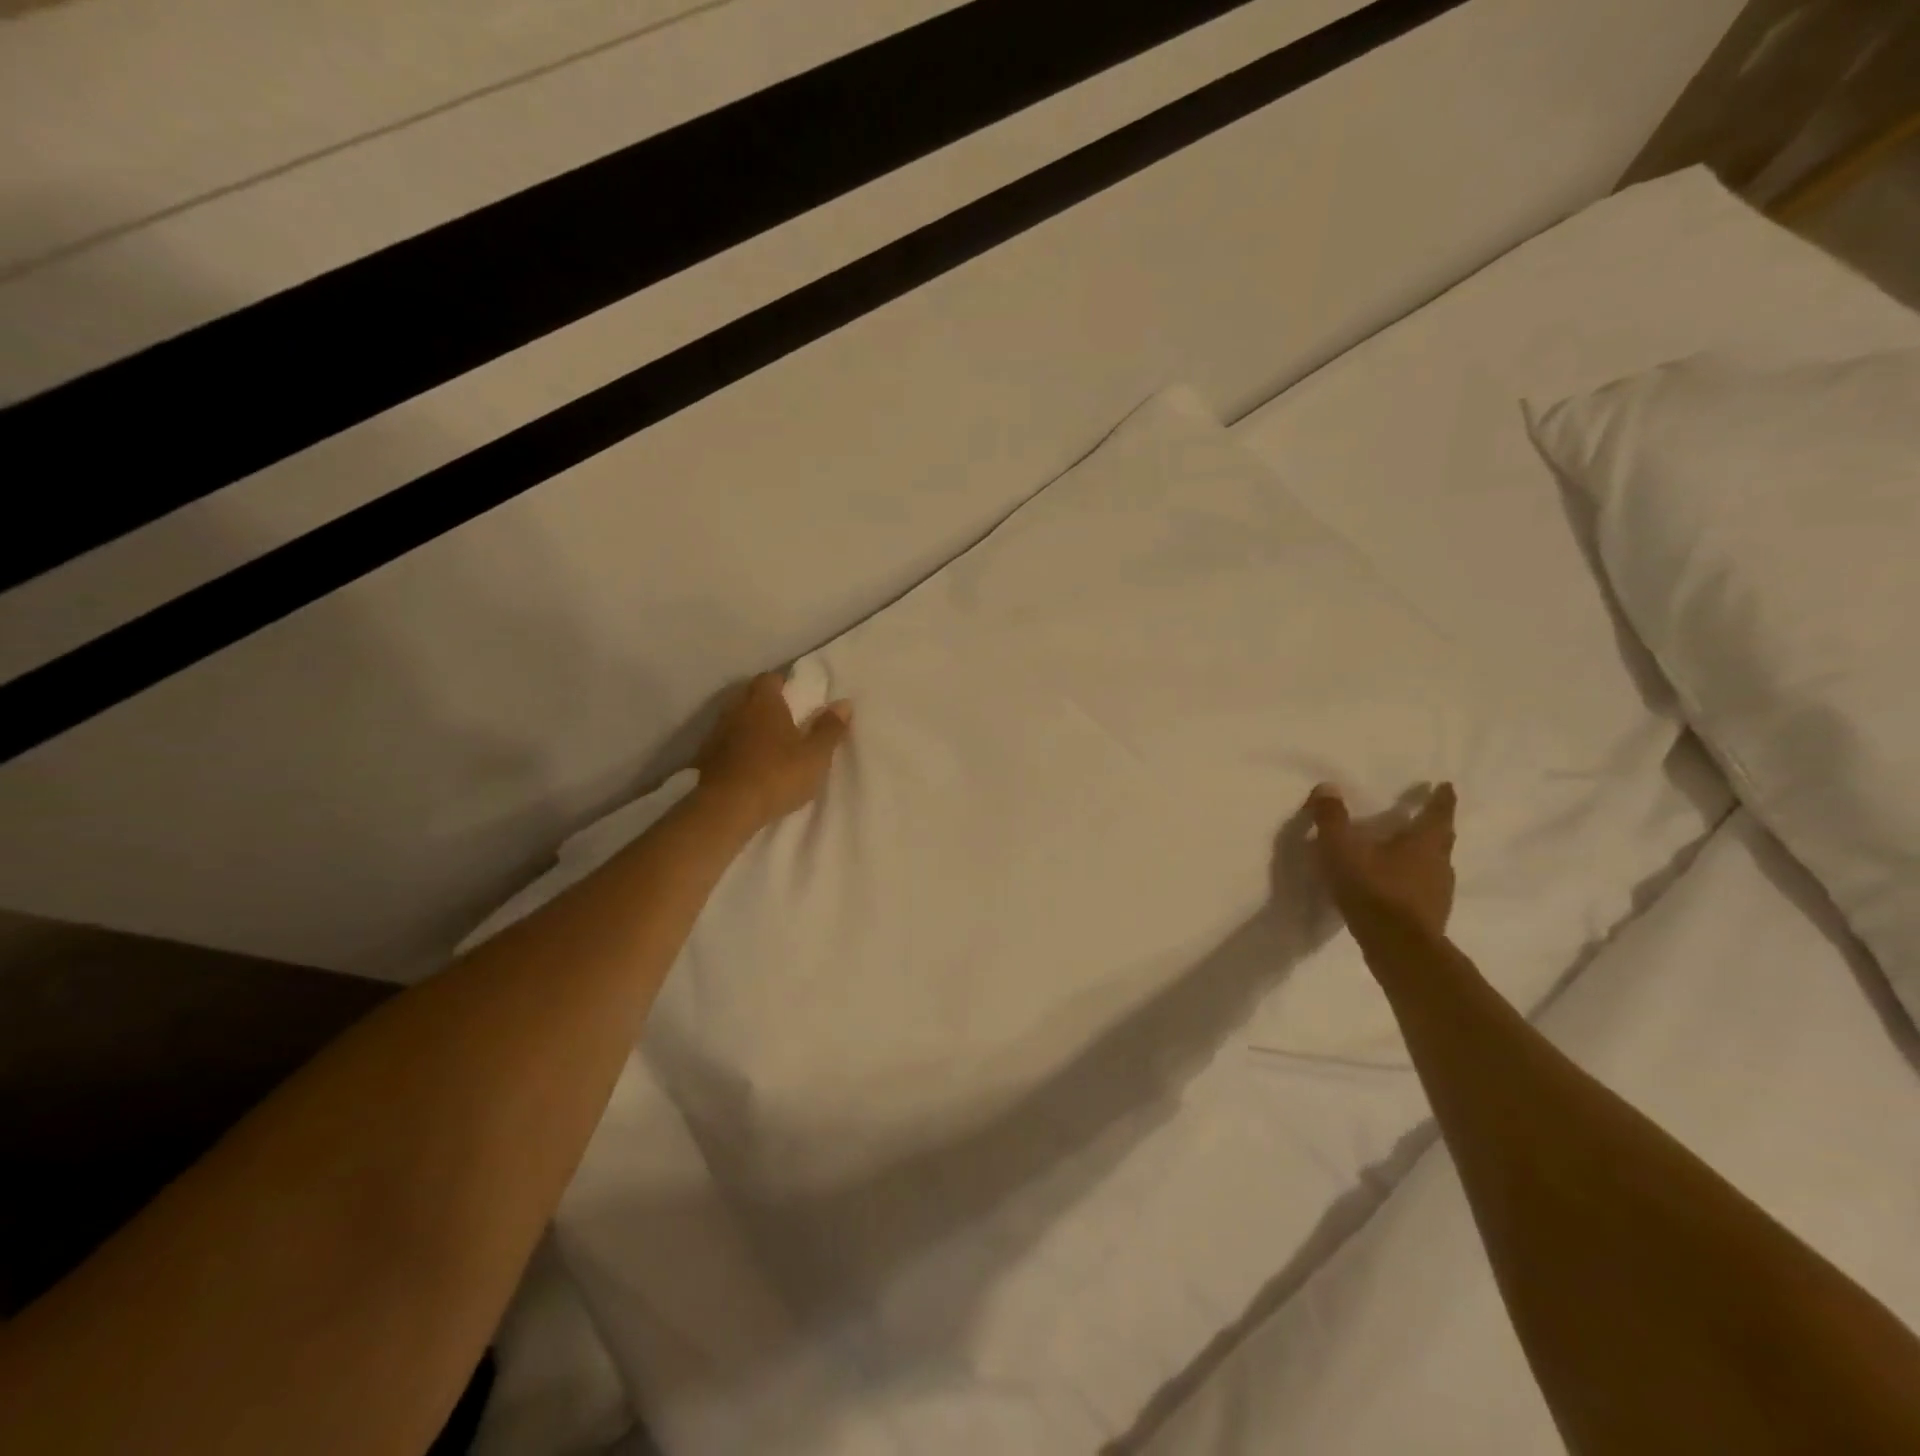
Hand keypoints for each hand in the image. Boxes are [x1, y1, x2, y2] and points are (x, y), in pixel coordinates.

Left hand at [694, 673, 852, 827]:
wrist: (725, 809)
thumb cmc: (777, 776)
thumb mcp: (815, 756)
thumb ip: (829, 729)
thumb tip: (844, 703)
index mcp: (764, 702)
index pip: (770, 679)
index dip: (784, 686)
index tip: (797, 700)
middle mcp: (735, 710)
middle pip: (750, 697)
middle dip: (766, 706)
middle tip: (786, 724)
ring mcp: (715, 734)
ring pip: (735, 721)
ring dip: (749, 729)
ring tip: (768, 748)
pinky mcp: (703, 758)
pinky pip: (723, 745)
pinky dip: (735, 750)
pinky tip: (747, 767)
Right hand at [1305, 782, 1457, 939]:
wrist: (1398, 949)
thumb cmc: (1373, 890)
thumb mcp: (1342, 850)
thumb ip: (1332, 819)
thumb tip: (1328, 787)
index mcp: (1424, 842)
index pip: (1438, 813)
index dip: (1441, 798)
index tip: (1445, 786)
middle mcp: (1439, 863)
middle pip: (1440, 839)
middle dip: (1433, 827)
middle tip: (1422, 818)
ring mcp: (1439, 893)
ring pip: (1434, 866)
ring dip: (1422, 856)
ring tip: (1402, 853)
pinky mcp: (1431, 917)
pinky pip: (1423, 889)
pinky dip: (1412, 882)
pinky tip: (1394, 887)